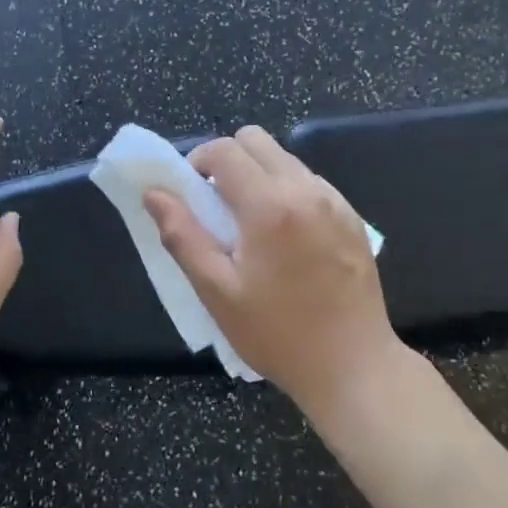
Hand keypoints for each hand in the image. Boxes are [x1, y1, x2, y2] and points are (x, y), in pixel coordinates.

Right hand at [144, 126, 399, 415]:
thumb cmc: (277, 334)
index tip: (191, 194)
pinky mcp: (353, 217)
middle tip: (218, 205)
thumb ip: (182, 235)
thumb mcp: (217, 291)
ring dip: (259, 175)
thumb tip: (154, 193)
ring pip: (285, 158)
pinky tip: (286, 238)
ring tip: (252, 225)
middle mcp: (305, 190)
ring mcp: (335, 201)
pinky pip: (310, 182)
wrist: (353, 367)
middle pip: (256, 140)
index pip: (224, 150)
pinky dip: (287, 191)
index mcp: (269, 205)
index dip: (197, 161)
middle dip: (228, 160)